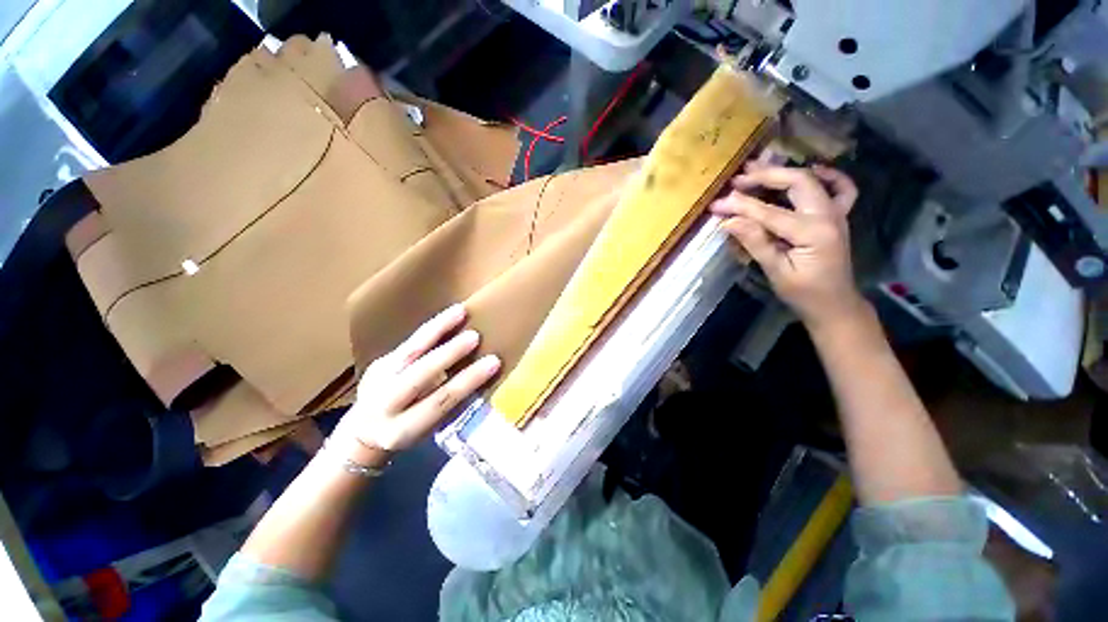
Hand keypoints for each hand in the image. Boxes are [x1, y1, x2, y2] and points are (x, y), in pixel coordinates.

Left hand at [332, 305, 499, 462]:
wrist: (363, 432)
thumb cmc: (408, 432)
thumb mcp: (427, 430)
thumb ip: (449, 406)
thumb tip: (479, 377)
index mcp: (401, 429)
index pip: (439, 401)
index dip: (467, 381)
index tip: (493, 362)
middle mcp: (385, 404)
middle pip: (420, 374)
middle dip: (449, 353)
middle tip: (475, 336)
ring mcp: (377, 380)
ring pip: (411, 350)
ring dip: (438, 329)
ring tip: (460, 312)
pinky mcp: (379, 362)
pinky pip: (410, 342)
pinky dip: (432, 328)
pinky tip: (449, 316)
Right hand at [710, 163, 864, 327]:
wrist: (834, 304)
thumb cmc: (803, 293)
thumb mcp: (776, 271)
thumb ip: (755, 242)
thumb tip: (729, 222)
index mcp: (813, 232)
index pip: (769, 212)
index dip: (740, 206)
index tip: (716, 204)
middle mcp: (828, 215)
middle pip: (797, 182)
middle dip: (764, 177)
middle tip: (737, 179)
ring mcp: (837, 213)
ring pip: (811, 180)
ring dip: (784, 172)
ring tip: (757, 168)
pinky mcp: (837, 216)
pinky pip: (841, 188)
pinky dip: (828, 175)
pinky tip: (812, 170)